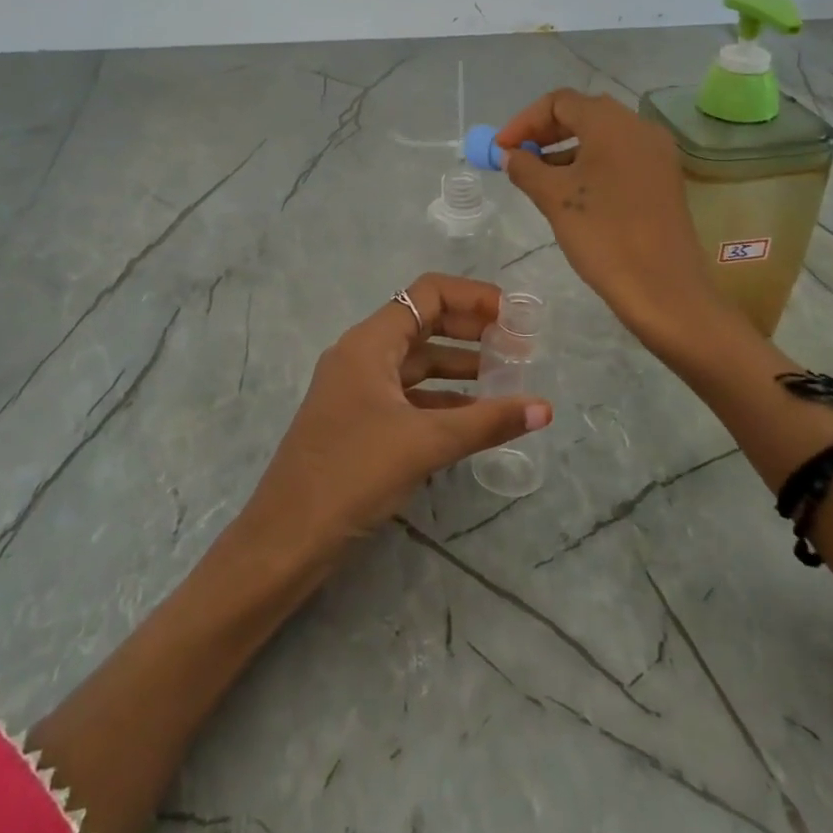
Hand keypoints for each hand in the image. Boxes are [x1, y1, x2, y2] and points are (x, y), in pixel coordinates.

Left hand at [242, 273, 552, 559]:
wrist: (287, 538)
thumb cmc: (353, 474)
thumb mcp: (425, 443)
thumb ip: (487, 421)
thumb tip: (545, 408)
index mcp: (369, 344)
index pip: (427, 295)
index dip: (473, 297)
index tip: (513, 316)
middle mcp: (361, 356)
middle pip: (424, 324)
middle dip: (471, 330)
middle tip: (517, 347)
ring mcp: (357, 390)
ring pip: (417, 363)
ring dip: (460, 366)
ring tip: (506, 378)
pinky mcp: (359, 422)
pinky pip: (408, 395)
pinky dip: (442, 399)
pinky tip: (476, 416)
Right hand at [497, 89, 718, 352]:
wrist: (663, 288)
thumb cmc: (603, 235)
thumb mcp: (554, 198)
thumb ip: (526, 168)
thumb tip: (509, 155)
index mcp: (613, 123)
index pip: (560, 101)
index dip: (524, 121)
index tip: (501, 149)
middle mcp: (640, 128)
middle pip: (583, 114)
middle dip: (544, 133)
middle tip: (516, 158)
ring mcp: (656, 154)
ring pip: (602, 137)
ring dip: (565, 150)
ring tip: (537, 179)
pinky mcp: (662, 179)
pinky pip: (619, 157)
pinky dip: (589, 165)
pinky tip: (570, 193)